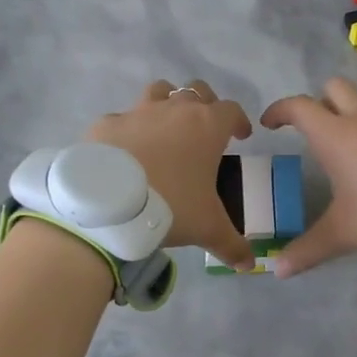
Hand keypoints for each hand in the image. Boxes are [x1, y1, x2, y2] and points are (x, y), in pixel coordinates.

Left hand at [88, 81, 255, 271]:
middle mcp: (174, 110)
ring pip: (159, 91)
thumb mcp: (208, 228)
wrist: (108, 205)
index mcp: (206, 126)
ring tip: (166, 130)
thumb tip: (249, 265)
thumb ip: (232, 245)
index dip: (240, 120)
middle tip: (205, 130)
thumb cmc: (171, 207)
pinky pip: (123, 119)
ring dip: (167, 104)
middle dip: (205, 105)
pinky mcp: (106, 124)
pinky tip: (126, 152)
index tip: (241, 135)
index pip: (232, 110)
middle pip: (196, 91)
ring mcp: (137, 112)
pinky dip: (129, 130)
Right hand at [259, 78, 356, 276]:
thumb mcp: (343, 233)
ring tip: (354, 152)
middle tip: (314, 130)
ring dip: (355, 117)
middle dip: (319, 101)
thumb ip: (308, 250)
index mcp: (336, 136)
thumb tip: (278, 270)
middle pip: (334, 88)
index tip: (270, 123)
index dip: (279, 110)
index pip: (298, 107)